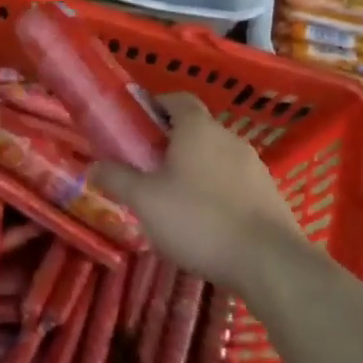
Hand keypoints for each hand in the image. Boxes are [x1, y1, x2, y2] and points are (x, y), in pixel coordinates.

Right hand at [92, 93, 304, 288]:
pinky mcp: (270, 196)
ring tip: (173, 201)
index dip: (154, 106)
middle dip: (170, 144)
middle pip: (195, 130)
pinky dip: (217, 193)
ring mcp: (255, 167)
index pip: (177, 99)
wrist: (271, 263)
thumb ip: (117, 179)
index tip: (135, 125)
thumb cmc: (199, 220)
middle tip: (146, 168)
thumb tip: (92, 166)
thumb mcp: (145, 201)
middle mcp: (229, 139)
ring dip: (195, 170)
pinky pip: (234, 184)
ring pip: (216, 158)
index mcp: (198, 129)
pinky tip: (205, 223)